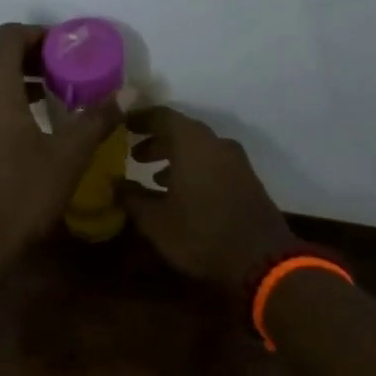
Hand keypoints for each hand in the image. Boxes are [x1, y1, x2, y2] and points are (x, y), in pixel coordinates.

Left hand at [0, 23, 121, 269]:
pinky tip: (31, 126)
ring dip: (18, 79)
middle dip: (32, 55)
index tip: (70, 49)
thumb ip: (97, 117)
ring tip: (54, 97)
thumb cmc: (21, 195)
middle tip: (68, 71)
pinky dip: (4, 100)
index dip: (41, 35)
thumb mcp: (68, 156)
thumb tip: (129, 91)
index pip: (9, 36)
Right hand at [123, 107, 297, 292]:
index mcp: (192, 143)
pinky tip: (180, 192)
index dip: (140, 119)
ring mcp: (236, 161)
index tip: (122, 125)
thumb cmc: (200, 235)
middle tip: (133, 155)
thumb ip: (132, 198)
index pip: (161, 116)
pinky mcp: (246, 179)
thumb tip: (114, 184)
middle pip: (181, 131)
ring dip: (174, 157)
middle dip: (156, 141)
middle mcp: (216, 143)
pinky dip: (193, 169)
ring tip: (152, 176)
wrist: (260, 259)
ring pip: (199, 148)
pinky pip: (213, 163)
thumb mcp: (155, 221)